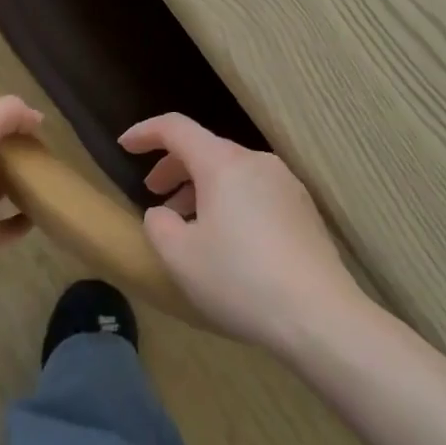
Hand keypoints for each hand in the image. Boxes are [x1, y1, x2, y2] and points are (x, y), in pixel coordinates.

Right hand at [120, 113, 365, 352]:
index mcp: (222, 163)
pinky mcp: (303, 209)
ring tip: (188, 225)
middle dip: (173, 167)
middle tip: (153, 194)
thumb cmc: (241, 281)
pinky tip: (227, 240)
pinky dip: (230, 201)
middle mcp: (255, 161)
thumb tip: (163, 213)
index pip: (175, 128)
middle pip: (205, 149)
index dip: (145, 133)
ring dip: (202, 188)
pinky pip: (254, 190)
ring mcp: (285, 183)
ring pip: (231, 171)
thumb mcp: (180, 258)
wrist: (321, 316)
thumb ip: (158, 225)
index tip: (124, 146)